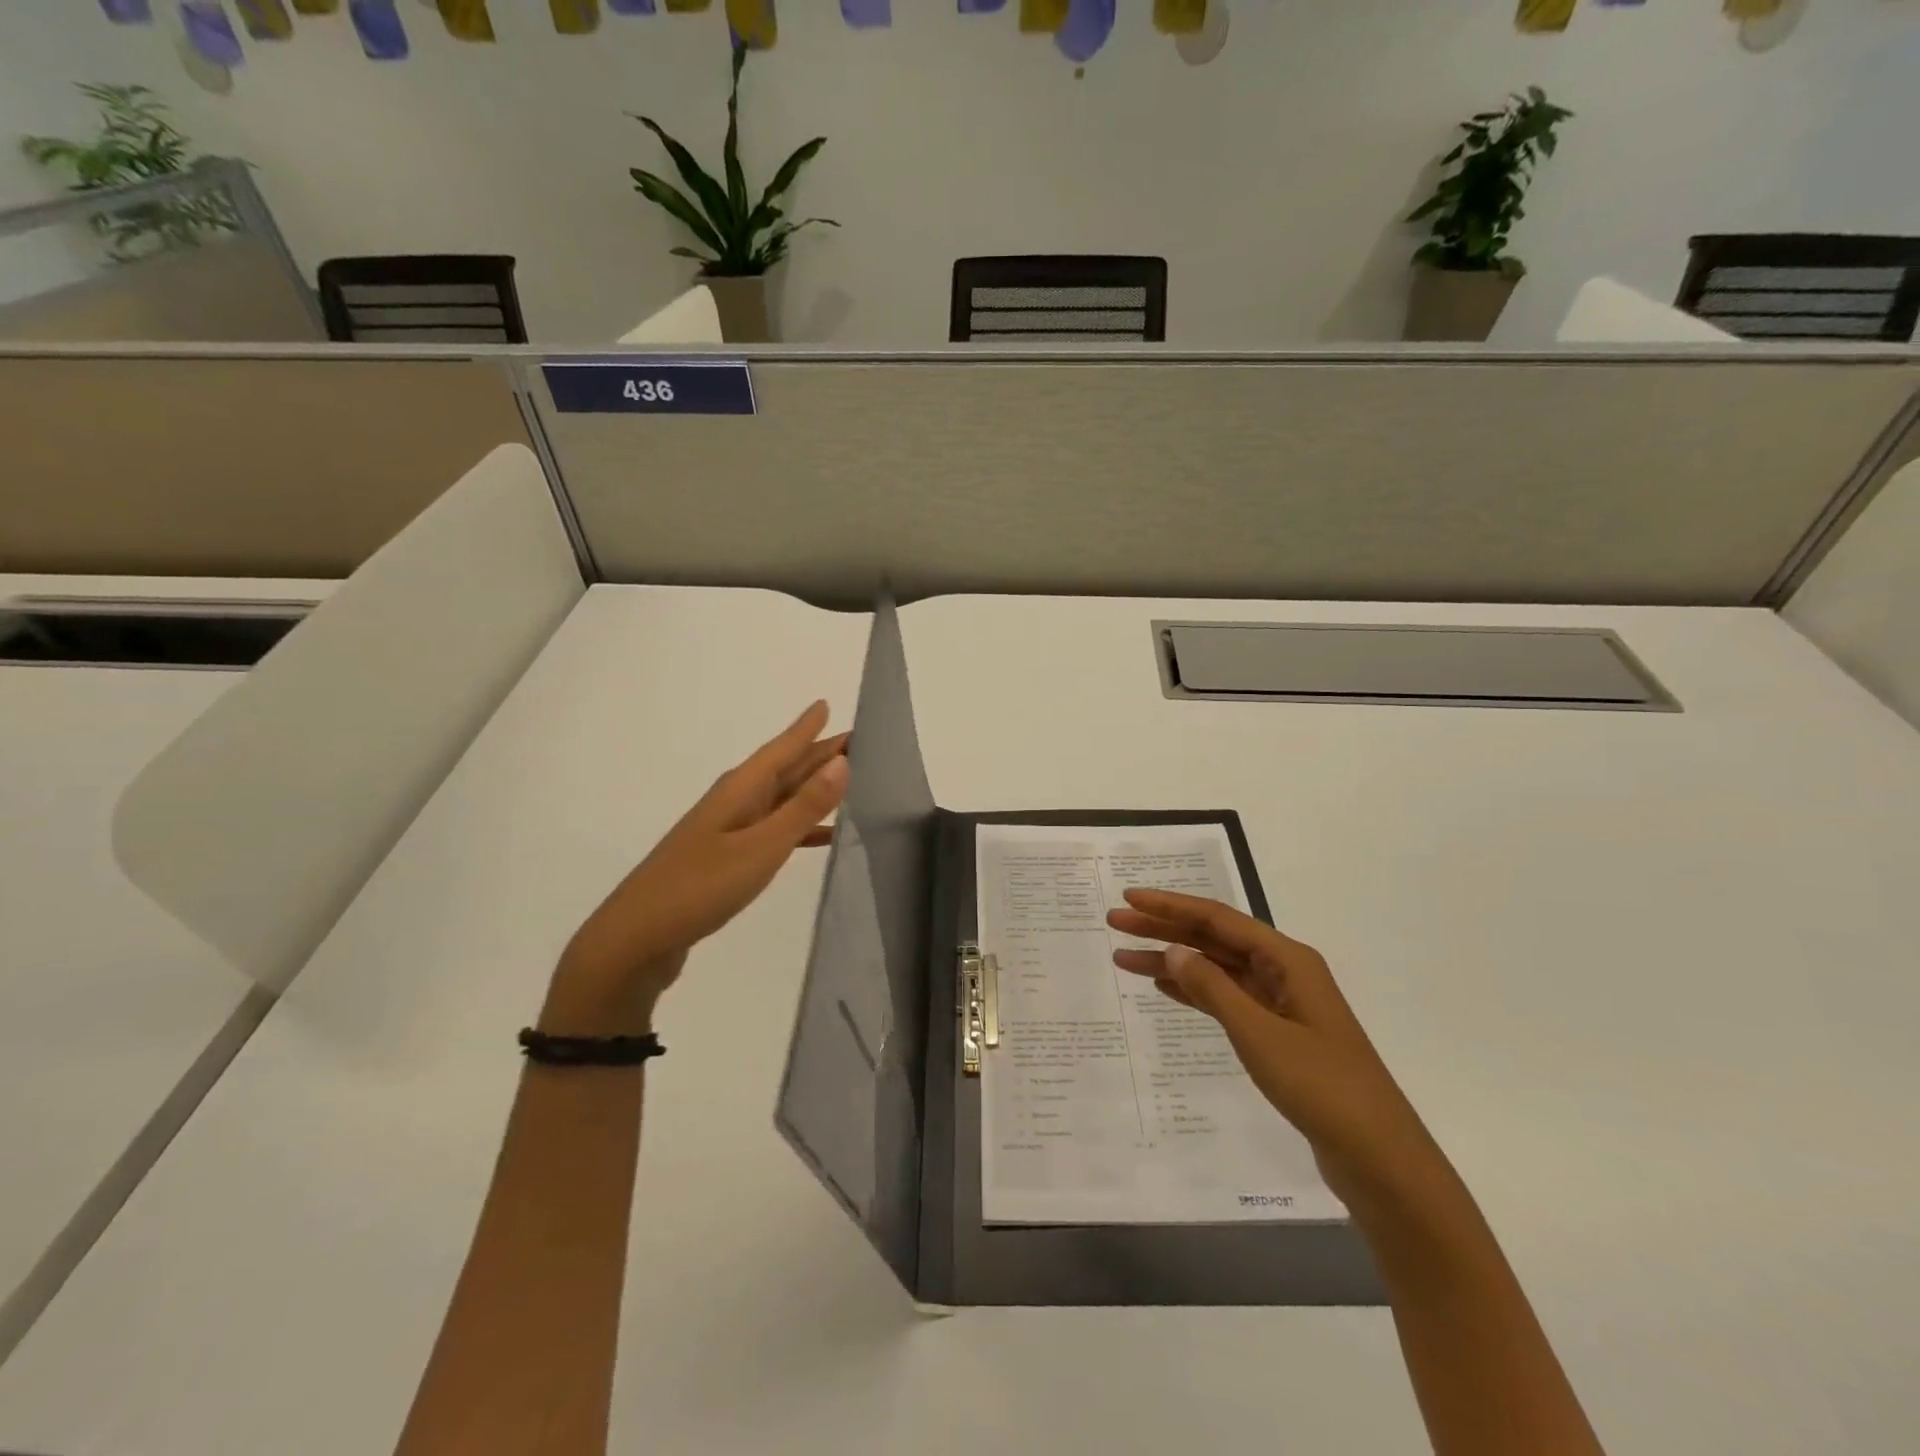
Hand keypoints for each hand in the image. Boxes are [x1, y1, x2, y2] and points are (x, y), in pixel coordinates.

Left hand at [540, 701, 848, 1036]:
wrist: (636, 939)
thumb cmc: (700, 887)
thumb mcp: (761, 847)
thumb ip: (803, 807)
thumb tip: (842, 762)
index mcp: (740, 791)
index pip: (781, 750)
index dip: (806, 729)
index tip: (826, 703)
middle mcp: (734, 803)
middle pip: (783, 771)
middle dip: (817, 755)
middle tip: (856, 743)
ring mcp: (728, 832)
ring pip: (780, 799)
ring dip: (812, 791)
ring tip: (850, 784)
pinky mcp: (726, 860)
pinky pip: (774, 830)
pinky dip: (800, 828)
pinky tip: (823, 837)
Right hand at [1107, 890, 1452, 1215]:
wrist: (1380, 1160)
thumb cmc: (1321, 1087)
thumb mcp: (1259, 1034)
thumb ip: (1213, 988)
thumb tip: (1173, 949)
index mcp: (1288, 960)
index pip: (1218, 919)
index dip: (1171, 906)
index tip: (1129, 900)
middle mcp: (1285, 972)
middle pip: (1215, 939)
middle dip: (1165, 930)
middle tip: (1115, 926)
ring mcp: (1283, 1004)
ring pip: (1218, 970)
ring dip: (1174, 962)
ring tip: (1126, 959)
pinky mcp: (1279, 1035)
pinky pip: (1227, 999)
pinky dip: (1195, 991)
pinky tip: (1166, 989)